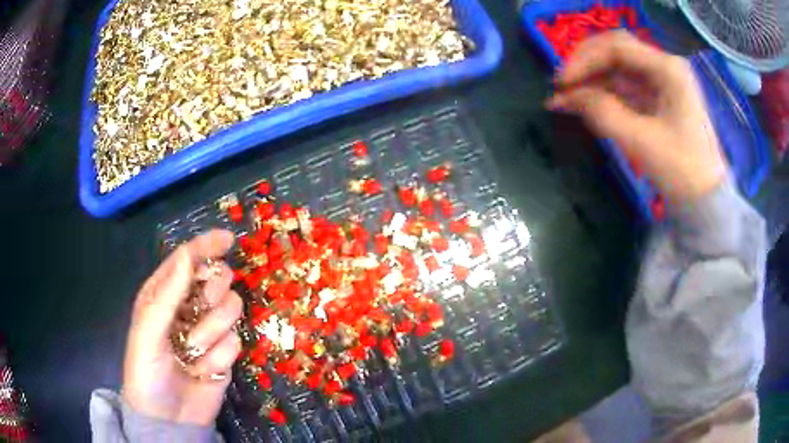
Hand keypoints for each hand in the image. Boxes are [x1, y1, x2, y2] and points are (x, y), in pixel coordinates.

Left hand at [122, 230, 242, 425]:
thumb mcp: (148, 332)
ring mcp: (208, 330)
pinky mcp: (224, 353)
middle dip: (212, 293)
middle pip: (216, 281)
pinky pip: (234, 342)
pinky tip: (202, 371)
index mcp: (163, 294)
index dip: (206, 246)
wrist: (168, 417)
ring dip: (211, 334)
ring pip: (230, 311)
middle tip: (203, 306)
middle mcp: (187, 307)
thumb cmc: (147, 371)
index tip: (228, 239)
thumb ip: (167, 295)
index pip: (187, 260)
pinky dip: (218, 358)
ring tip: (193, 353)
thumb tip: (188, 256)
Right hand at [547, 30, 726, 203]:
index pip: (617, 47)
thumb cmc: (682, 170)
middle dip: (585, 64)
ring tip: (566, 97)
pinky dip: (604, 91)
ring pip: (618, 67)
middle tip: (561, 85)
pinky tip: (585, 102)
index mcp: (668, 69)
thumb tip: (566, 97)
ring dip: (592, 78)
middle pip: (616, 50)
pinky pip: (625, 85)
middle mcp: (665, 66)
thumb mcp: (641, 142)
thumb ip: (602, 112)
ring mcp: (662, 81)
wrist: (705, 200)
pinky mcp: (658, 97)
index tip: (561, 83)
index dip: (584, 59)